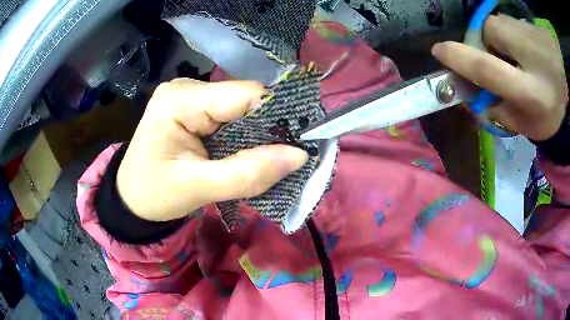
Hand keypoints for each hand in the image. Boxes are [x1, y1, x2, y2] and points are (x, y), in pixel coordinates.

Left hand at [117, 79, 307, 221]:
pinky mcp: (195, 108)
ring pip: (241, 110)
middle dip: (268, 129)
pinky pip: (231, 117)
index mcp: (180, 100)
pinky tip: (247, 153)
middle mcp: (187, 88)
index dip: (278, 116)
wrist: (130, 197)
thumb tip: (299, 156)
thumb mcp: (197, 188)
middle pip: (245, 101)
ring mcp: (191, 96)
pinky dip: (244, 137)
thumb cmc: (153, 194)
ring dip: (257, 135)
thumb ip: (247, 174)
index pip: (244, 95)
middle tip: (287, 158)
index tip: (301, 143)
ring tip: (267, 160)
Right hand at [431, 14, 567, 140]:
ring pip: (490, 31)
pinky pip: (500, 26)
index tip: (438, 52)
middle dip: (480, 54)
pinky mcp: (519, 19)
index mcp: (529, 90)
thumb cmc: (552, 103)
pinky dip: (503, 37)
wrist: (563, 74)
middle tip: (496, 69)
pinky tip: (518, 48)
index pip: (485, 67)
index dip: (458, 59)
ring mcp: (521, 28)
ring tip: (512, 59)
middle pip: (482, 41)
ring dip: (493, 45)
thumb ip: (503, 116)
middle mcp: (524, 51)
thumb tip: (478, 102)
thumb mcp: (531, 125)